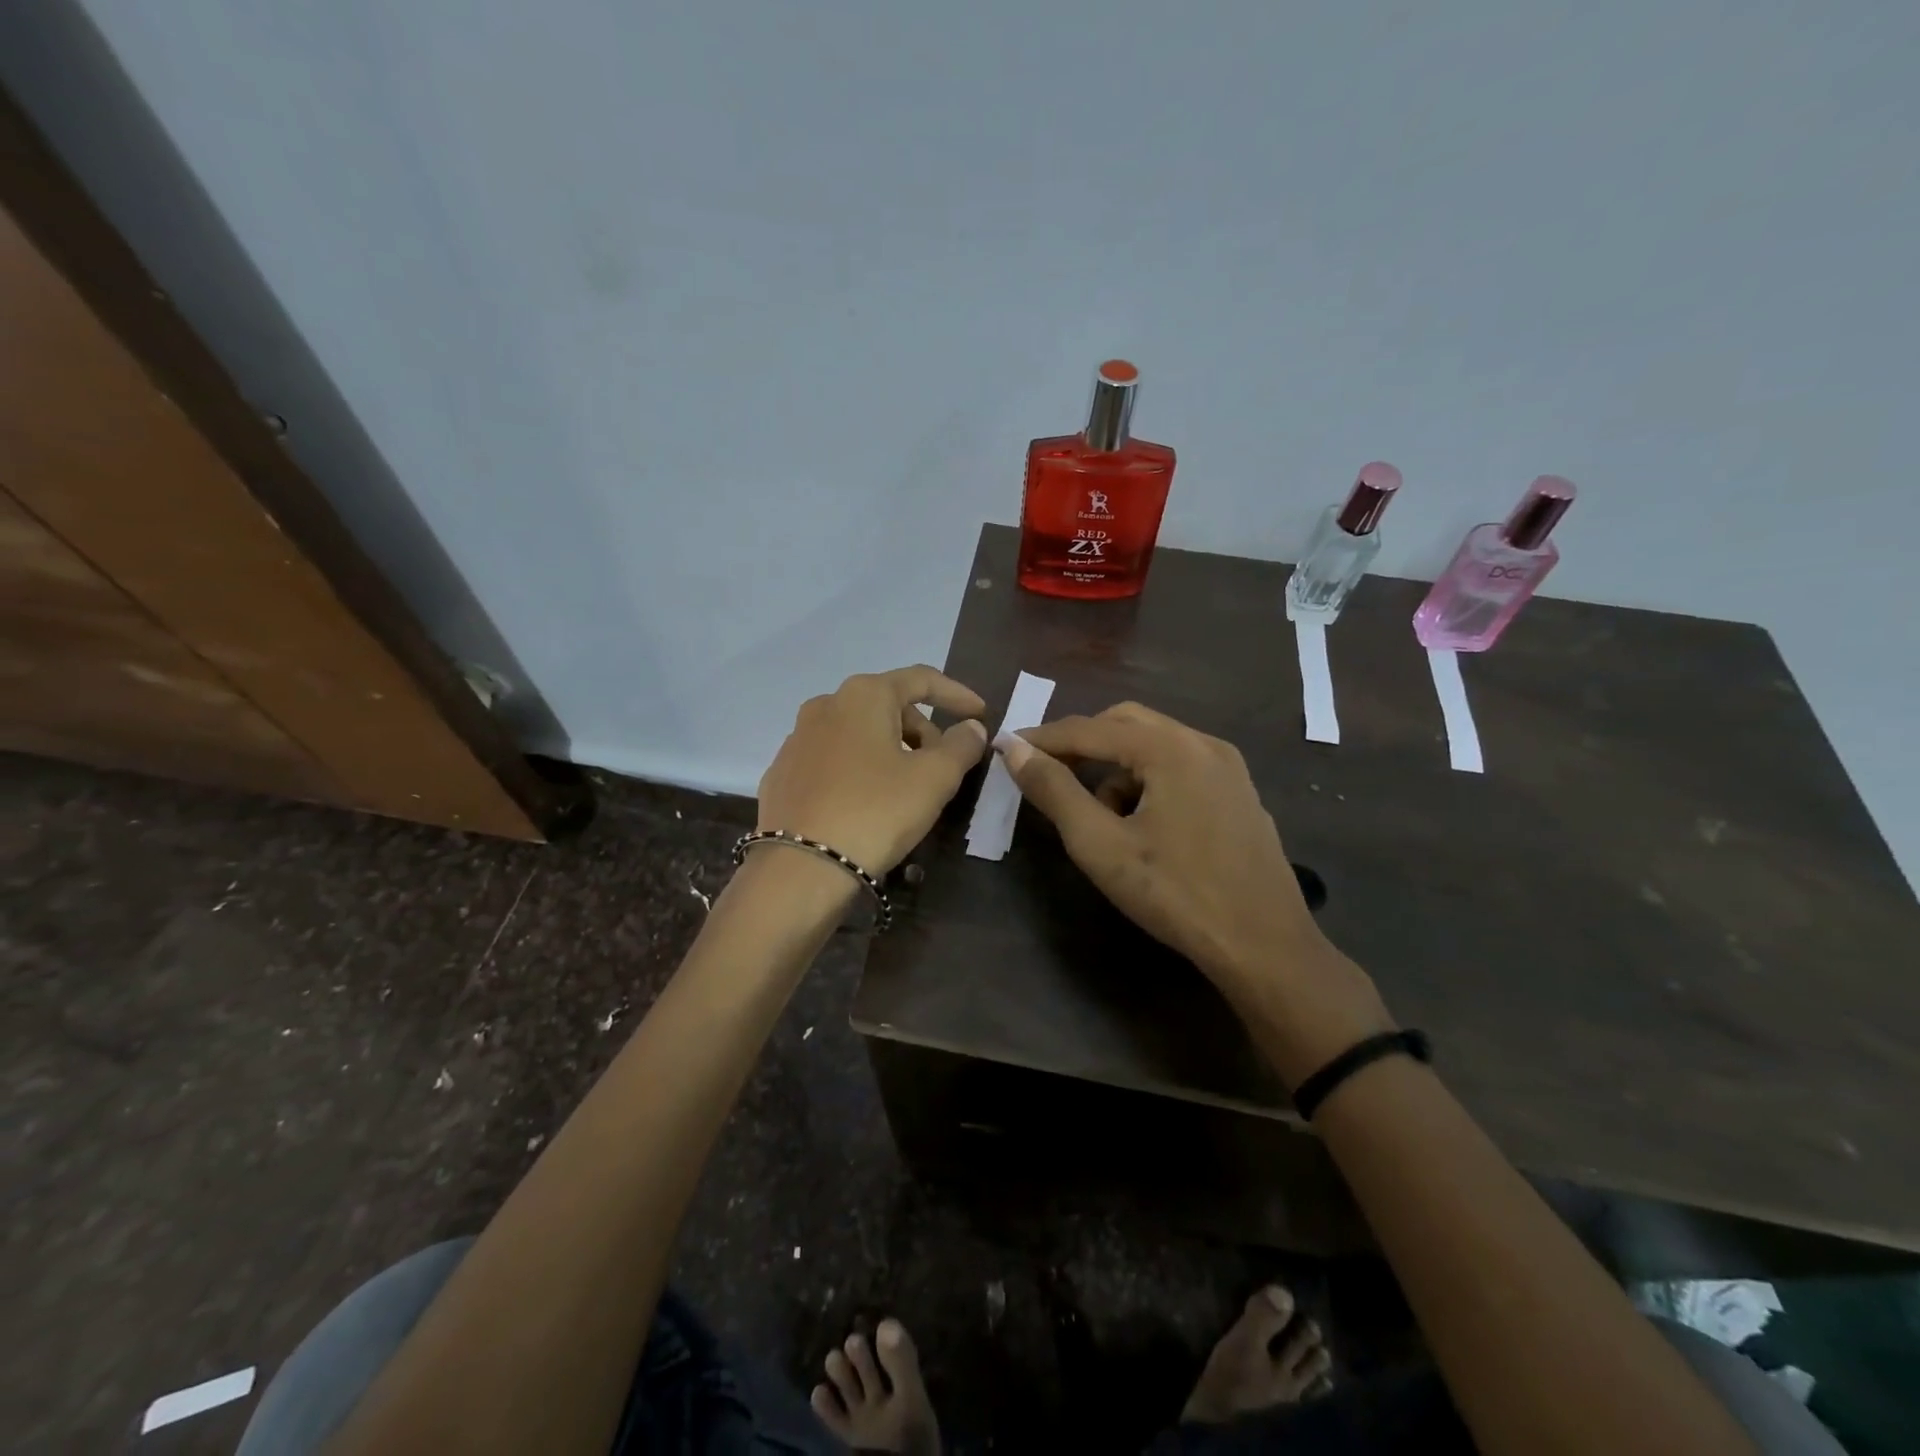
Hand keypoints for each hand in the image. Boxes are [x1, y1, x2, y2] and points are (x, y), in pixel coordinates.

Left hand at [758, 666, 988, 874]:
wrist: (801, 868)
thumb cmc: (876, 811)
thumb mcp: (934, 779)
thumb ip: (961, 745)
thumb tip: (971, 727)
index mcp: (864, 695)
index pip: (921, 680)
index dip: (957, 694)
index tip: (982, 714)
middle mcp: (825, 705)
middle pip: (888, 705)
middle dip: (922, 730)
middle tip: (944, 765)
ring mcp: (798, 739)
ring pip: (859, 732)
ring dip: (891, 749)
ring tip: (907, 788)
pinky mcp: (783, 773)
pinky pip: (833, 759)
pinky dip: (859, 769)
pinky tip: (867, 802)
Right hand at [1000, 702, 1391, 1083]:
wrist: (1264, 946)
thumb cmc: (1175, 894)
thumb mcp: (1101, 845)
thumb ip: (1054, 791)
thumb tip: (1014, 748)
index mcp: (1170, 748)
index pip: (1090, 729)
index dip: (1044, 738)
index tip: (1008, 748)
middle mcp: (1203, 742)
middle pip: (1126, 723)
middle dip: (1083, 744)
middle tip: (1049, 773)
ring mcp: (1228, 766)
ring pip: (1155, 744)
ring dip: (1116, 765)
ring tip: (1099, 815)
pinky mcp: (1239, 792)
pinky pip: (1181, 765)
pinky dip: (1149, 779)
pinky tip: (1142, 824)